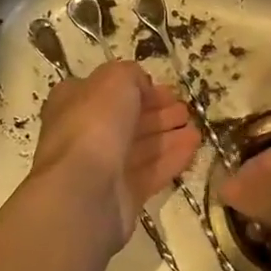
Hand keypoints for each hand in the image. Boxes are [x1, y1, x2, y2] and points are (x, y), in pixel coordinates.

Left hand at [31, 61, 198, 247]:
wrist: (82, 190)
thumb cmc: (94, 124)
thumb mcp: (115, 79)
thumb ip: (131, 75)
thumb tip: (142, 87)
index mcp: (73, 102)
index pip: (109, 90)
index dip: (139, 88)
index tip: (168, 90)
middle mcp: (84, 133)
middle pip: (126, 119)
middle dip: (158, 113)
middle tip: (185, 111)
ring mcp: (101, 167)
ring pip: (140, 147)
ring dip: (168, 136)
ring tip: (196, 131)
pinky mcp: (120, 195)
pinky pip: (149, 172)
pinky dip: (171, 159)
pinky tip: (192, 149)